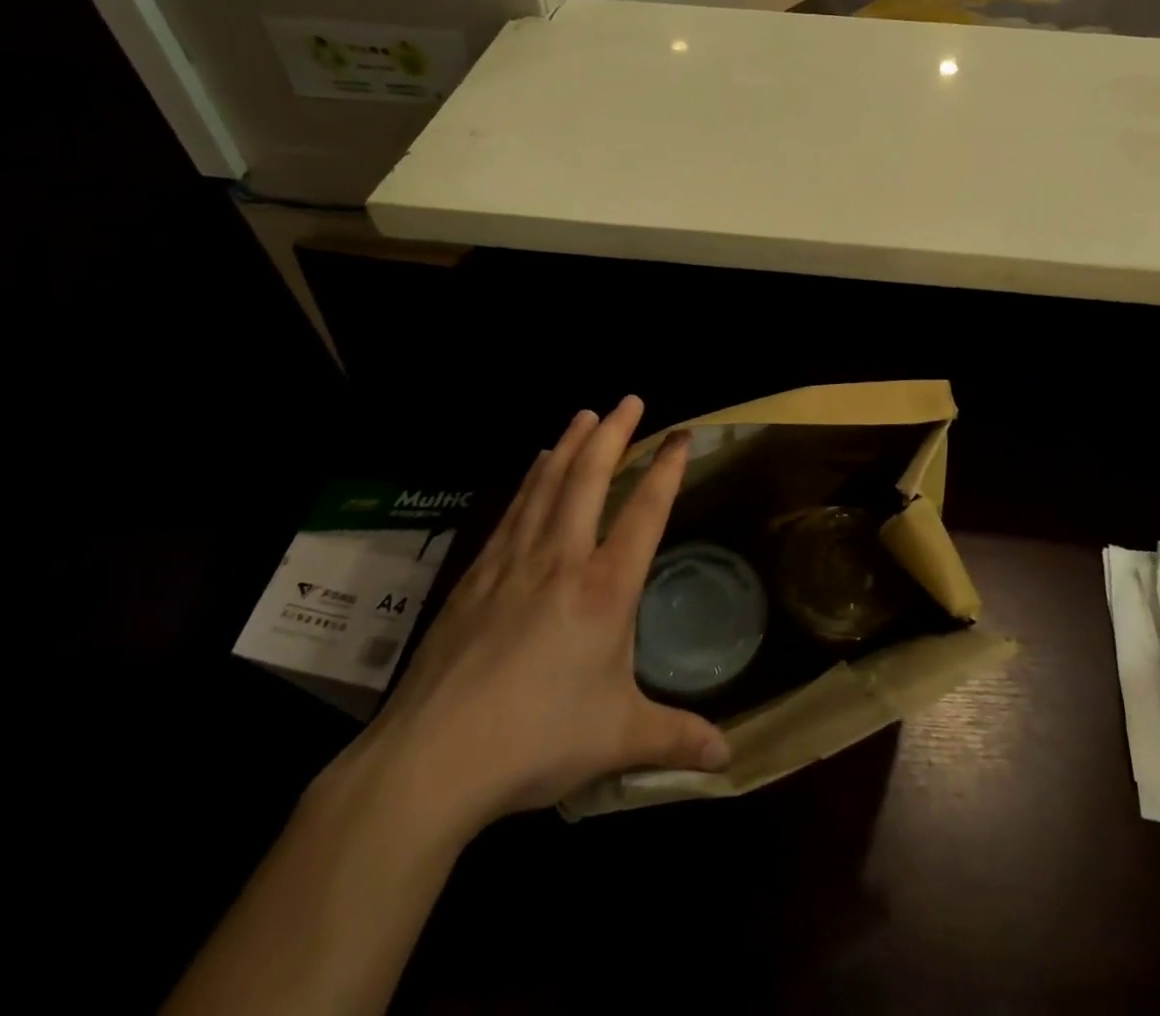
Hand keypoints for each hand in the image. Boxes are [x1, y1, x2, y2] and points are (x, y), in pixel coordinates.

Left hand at [331, 396, 729, 846]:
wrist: (431, 759)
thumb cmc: (536, 740)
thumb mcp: (618, 739)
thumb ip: (676, 738)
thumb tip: (728, 760)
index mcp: (604, 589)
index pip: (645, 512)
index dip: (666, 469)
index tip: (680, 435)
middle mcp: (561, 560)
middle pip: (590, 478)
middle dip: (614, 433)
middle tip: (629, 399)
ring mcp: (513, 563)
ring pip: (547, 485)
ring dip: (569, 445)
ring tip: (583, 415)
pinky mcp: (476, 576)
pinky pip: (512, 511)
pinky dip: (529, 479)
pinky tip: (533, 467)